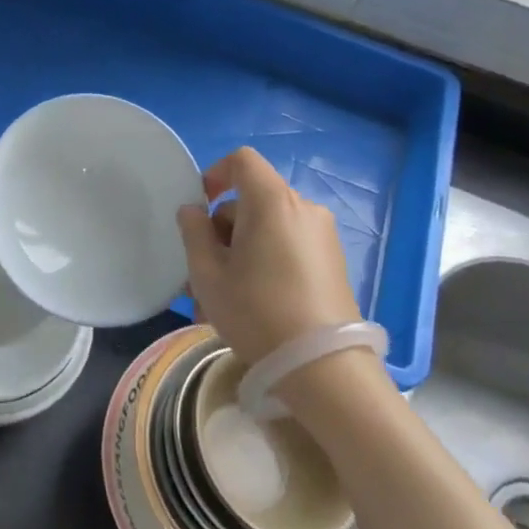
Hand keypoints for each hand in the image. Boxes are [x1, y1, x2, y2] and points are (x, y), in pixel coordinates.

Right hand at [176, 148, 360, 365]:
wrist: (323, 367)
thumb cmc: (257, 312)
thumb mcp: (208, 274)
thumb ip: (194, 233)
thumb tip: (193, 211)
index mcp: (272, 202)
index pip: (242, 161)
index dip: (215, 174)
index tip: (199, 208)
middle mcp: (304, 208)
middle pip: (253, 199)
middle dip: (223, 228)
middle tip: (203, 272)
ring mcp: (323, 236)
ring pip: (269, 228)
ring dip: (241, 251)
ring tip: (223, 298)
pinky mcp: (334, 262)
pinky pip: (289, 246)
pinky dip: (266, 261)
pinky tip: (254, 304)